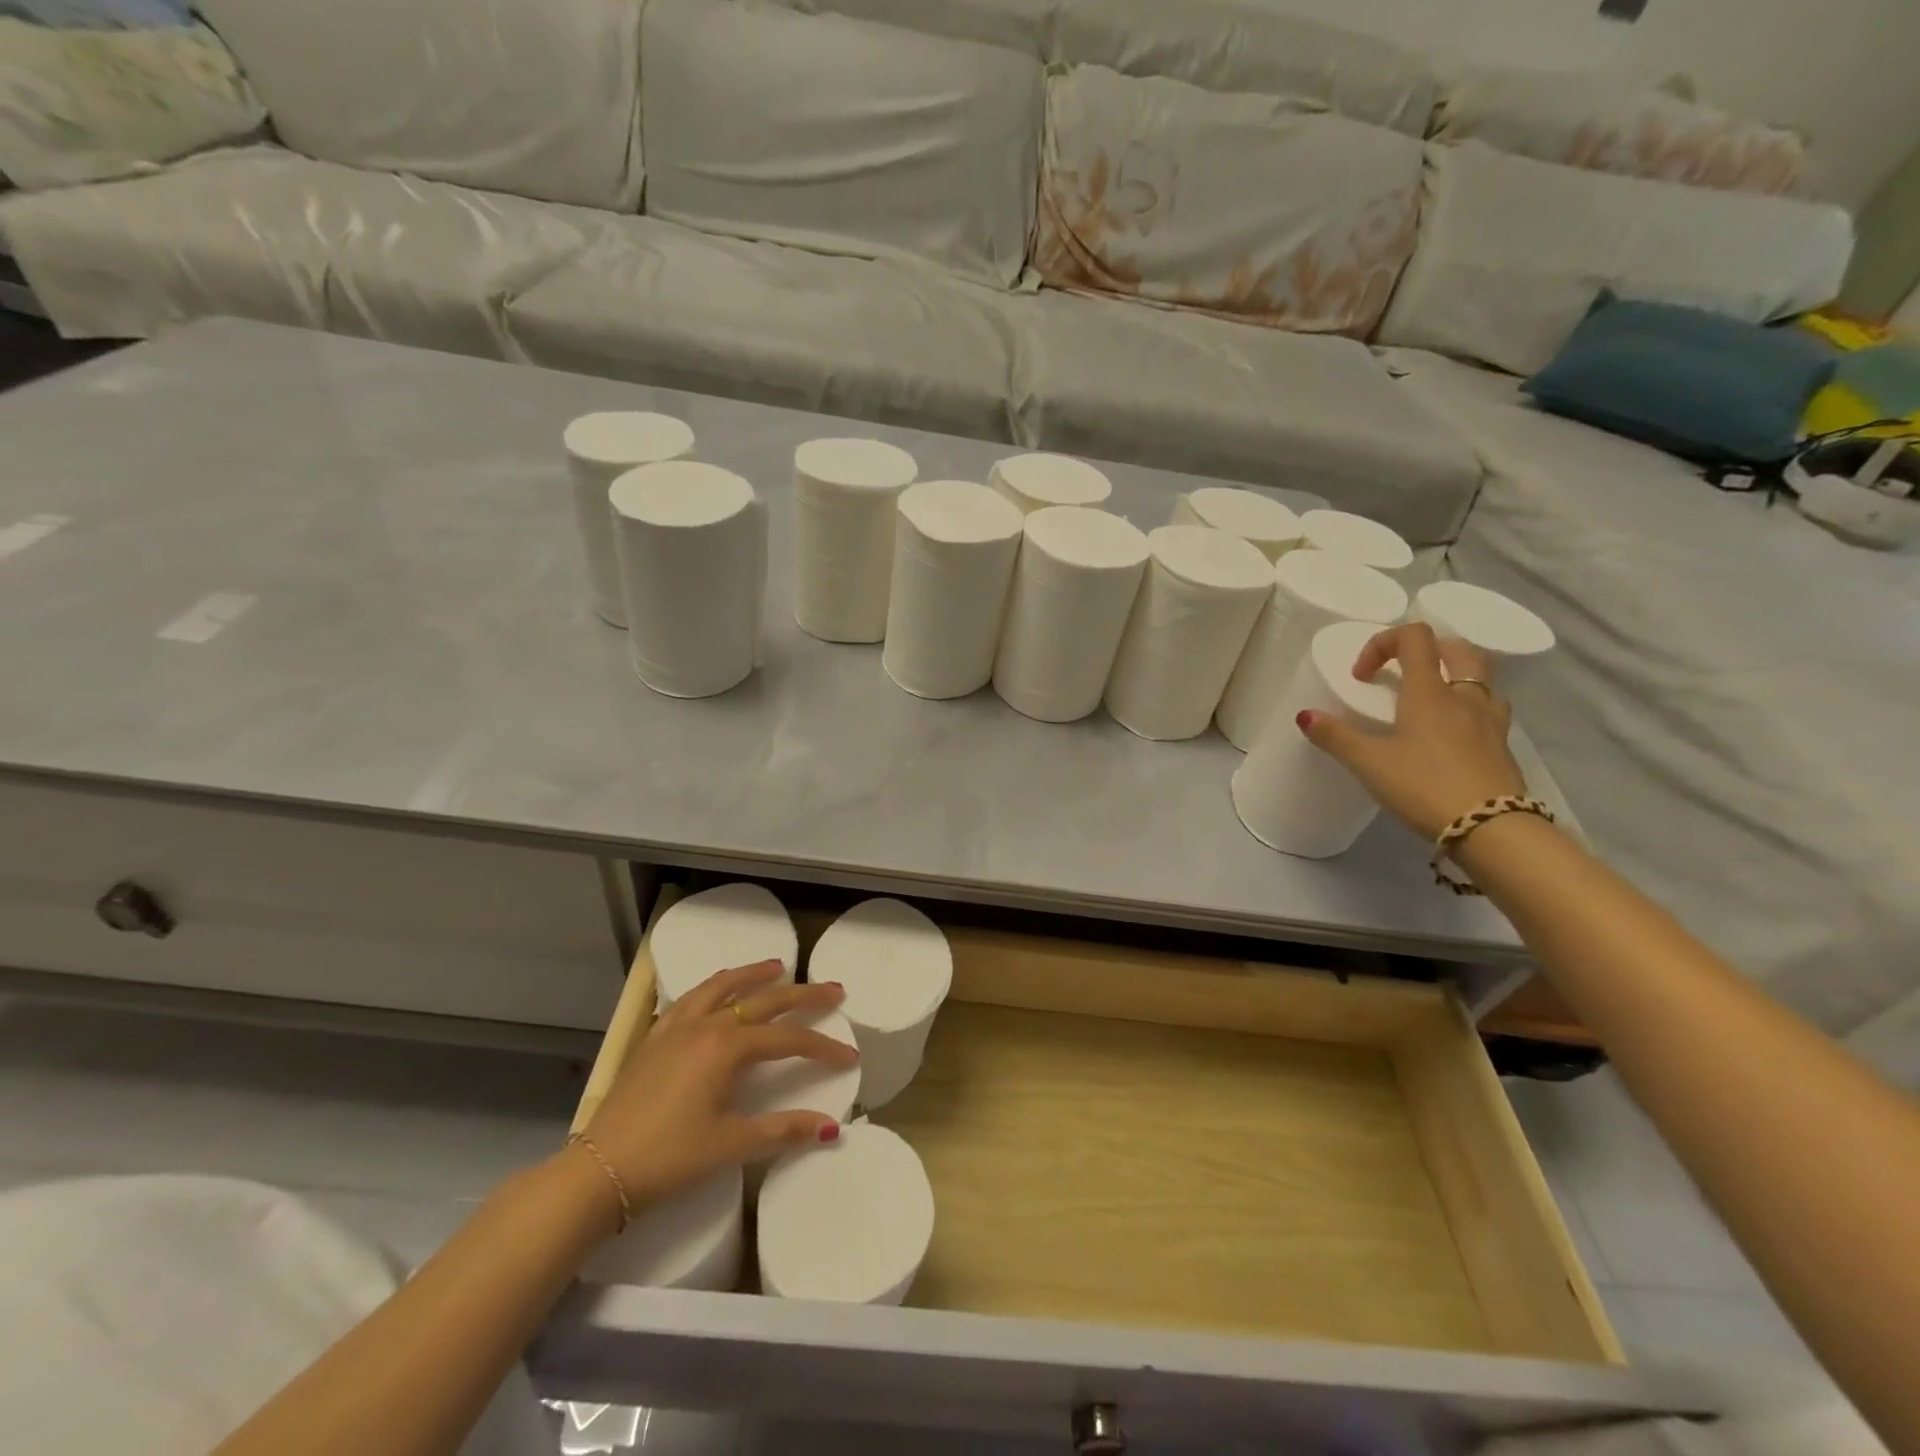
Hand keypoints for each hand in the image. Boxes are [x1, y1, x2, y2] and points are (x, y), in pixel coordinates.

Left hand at [582, 961, 858, 1210]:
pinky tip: (717, 992)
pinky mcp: (654, 1038)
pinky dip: (714, 987)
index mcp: (727, 1048)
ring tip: (776, 966)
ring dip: (753, 975)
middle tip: (833, 988)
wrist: (597, 1171)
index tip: (849, 1055)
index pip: (788, 1039)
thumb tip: (830, 1127)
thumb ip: (782, 1131)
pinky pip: (690, 998)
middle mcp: (705, 1025)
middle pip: (763, 1000)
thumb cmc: (668, 1159)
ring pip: (722, 987)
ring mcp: (676, 1027)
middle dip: (803, 994)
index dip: (822, 1046)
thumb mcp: (730, 1145)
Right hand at [1297, 622, 1526, 839]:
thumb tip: (1305, 715)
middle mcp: (1465, 697)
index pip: (1415, 638)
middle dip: (1428, 651)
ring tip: (1431, 702)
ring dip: (1455, 677)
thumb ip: (1335, 736)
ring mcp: (1491, 721)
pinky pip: (1489, 711)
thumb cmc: (1424, 786)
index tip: (1362, 676)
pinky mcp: (1503, 746)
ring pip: (1481, 679)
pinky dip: (1469, 709)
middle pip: (1458, 649)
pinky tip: (1453, 735)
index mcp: (1429, 692)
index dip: (1383, 643)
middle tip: (1403, 673)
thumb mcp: (1369, 763)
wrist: (1491, 828)